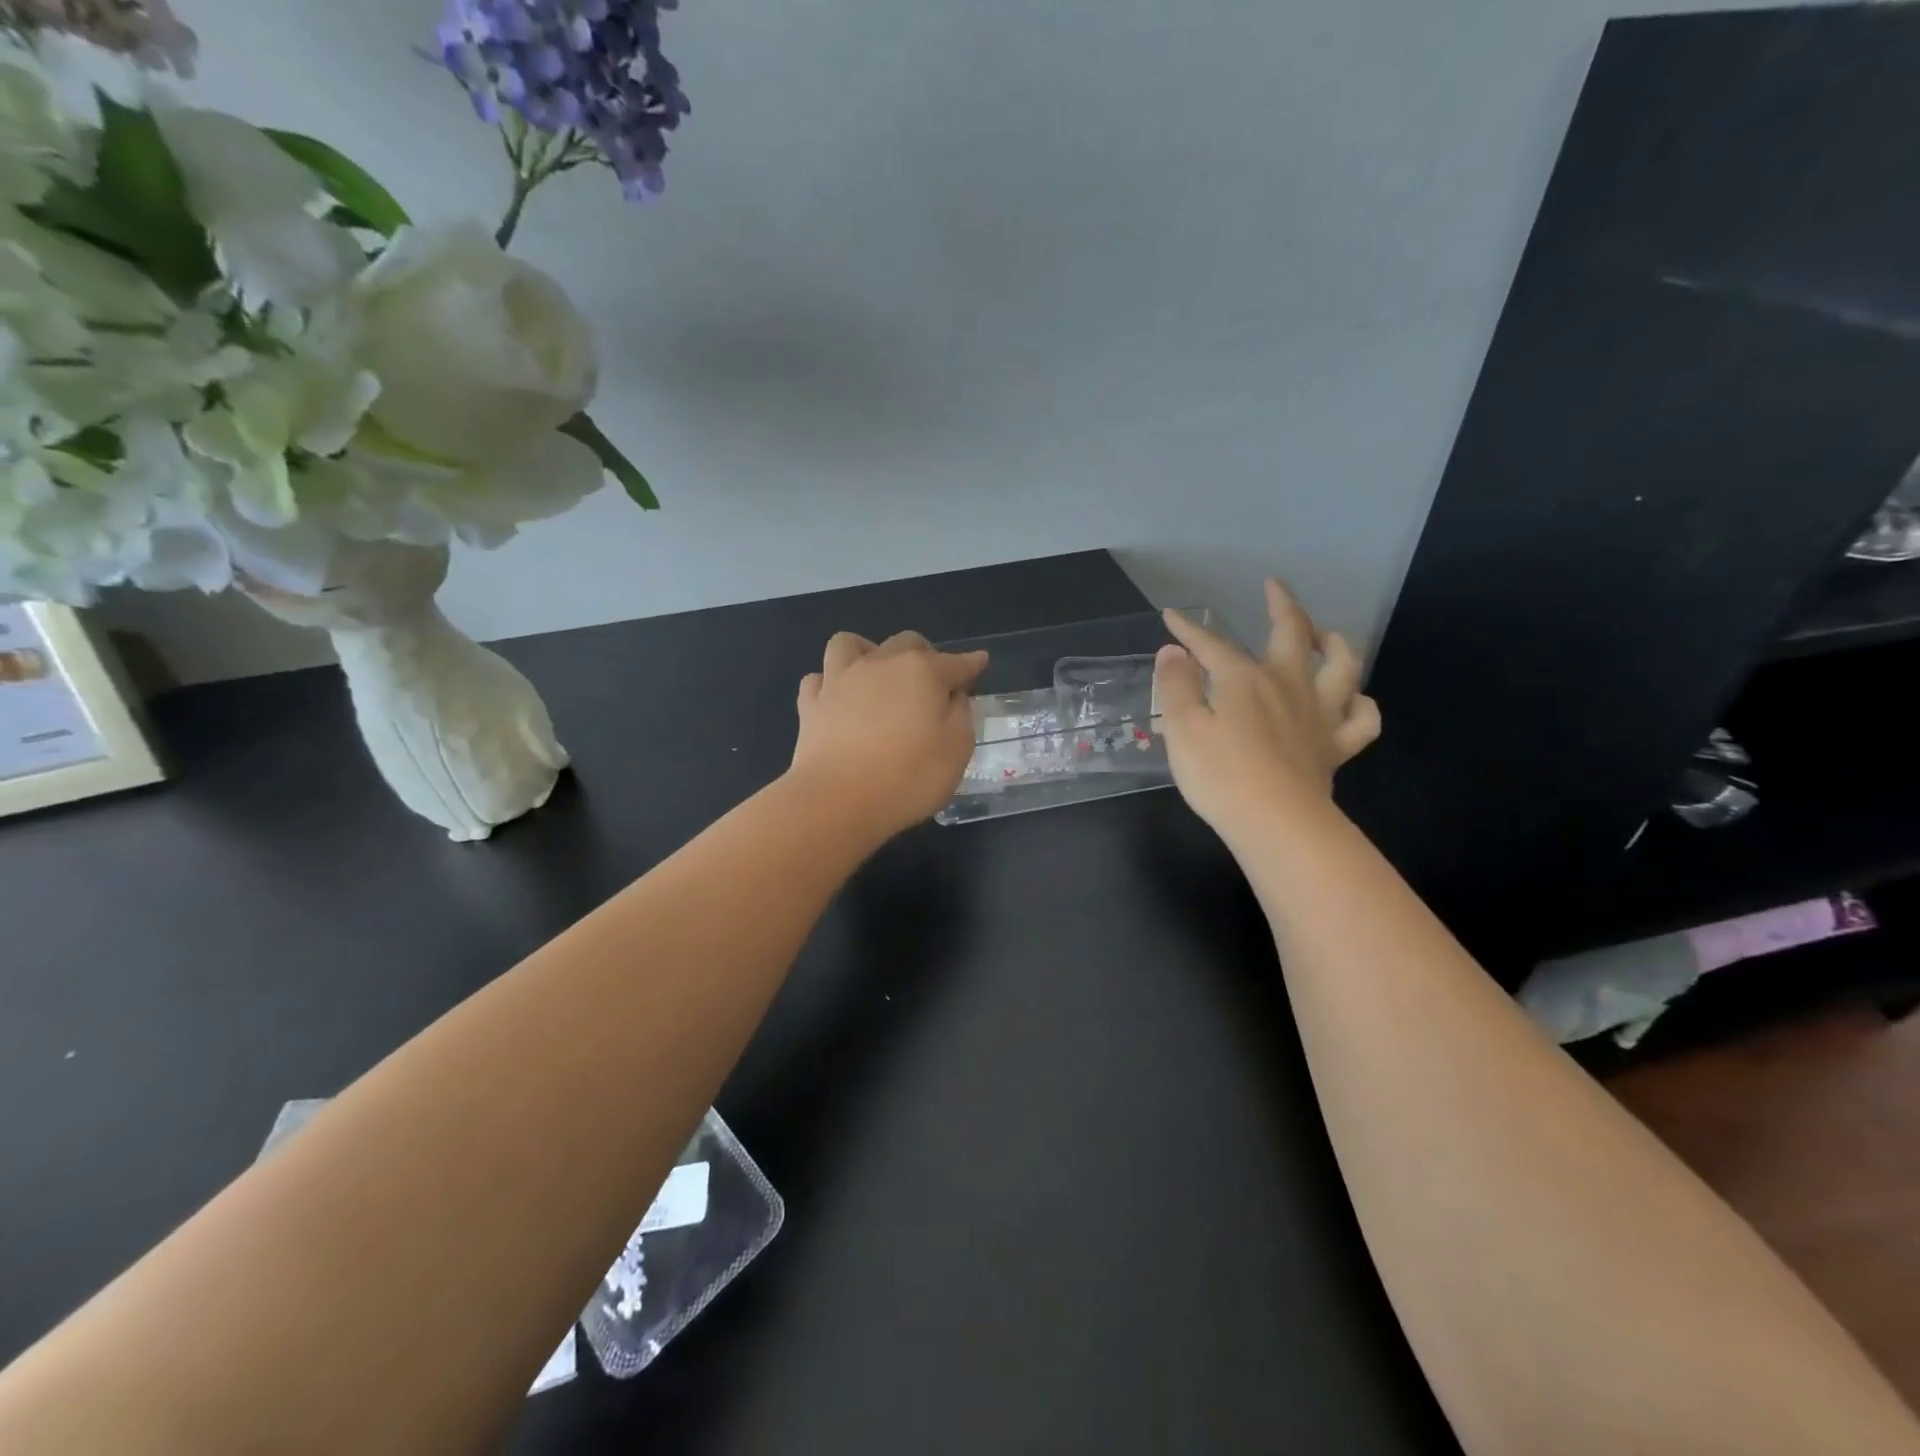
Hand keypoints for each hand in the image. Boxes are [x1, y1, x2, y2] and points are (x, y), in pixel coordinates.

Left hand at [788, 630, 988, 838]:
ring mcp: (840, 680)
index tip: (980, 663)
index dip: (971, 664)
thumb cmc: (909, 777)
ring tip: (876, 675)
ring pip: (850, 644)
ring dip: (868, 652)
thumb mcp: (957, 749)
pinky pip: (818, 678)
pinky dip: (830, 684)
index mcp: (922, 672)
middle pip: (907, 643)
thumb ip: (961, 714)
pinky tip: (838, 699)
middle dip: (925, 654)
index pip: (956, 662)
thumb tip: (953, 696)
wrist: (837, 800)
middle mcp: (881, 664)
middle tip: (932, 684)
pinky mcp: (810, 704)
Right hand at [1154, 579, 1379, 843]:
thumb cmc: (1221, 775)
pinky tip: (1352, 701)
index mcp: (1245, 679)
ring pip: (1342, 666)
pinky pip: (1362, 719)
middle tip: (1274, 588)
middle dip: (1281, 605)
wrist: (1277, 822)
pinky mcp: (1336, 747)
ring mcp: (1319, 714)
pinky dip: (1361, 705)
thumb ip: (1176, 686)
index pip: (1213, 644)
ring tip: (1326, 635)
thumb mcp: (1182, 728)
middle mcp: (1287, 685)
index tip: (1172, 616)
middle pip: (1292, 633)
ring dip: (1336, 643)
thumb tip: (1174, 651)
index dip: (1190, 629)